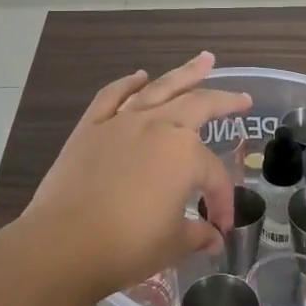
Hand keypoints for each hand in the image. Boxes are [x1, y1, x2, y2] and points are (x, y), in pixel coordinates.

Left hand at [18, 53, 251, 301]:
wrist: (64, 243)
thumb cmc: (126, 246)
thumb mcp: (173, 244)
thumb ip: (197, 234)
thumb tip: (212, 237)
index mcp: (184, 155)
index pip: (214, 176)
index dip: (222, 202)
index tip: (220, 226)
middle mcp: (157, 127)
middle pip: (198, 106)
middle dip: (224, 101)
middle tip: (242, 97)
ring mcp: (122, 122)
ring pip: (159, 89)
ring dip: (185, 73)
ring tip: (205, 59)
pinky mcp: (90, 127)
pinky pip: (113, 96)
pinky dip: (128, 84)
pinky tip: (139, 77)